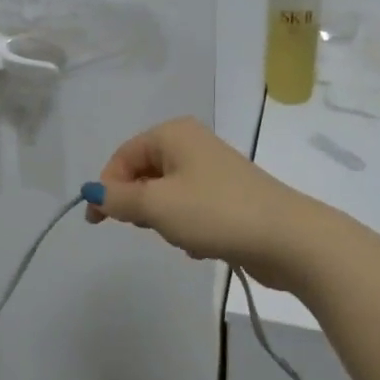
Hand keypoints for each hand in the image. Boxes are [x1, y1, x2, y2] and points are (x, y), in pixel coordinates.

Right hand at [87, 117, 314, 286]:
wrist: (287, 238)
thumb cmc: (215, 213)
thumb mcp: (156, 206)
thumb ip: (118, 198)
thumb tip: (92, 191)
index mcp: (173, 134)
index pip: (123, 156)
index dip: (106, 187)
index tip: (97, 222)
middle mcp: (192, 143)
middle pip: (144, 172)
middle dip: (138, 203)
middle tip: (147, 227)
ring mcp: (213, 169)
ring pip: (166, 193)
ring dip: (163, 219)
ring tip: (181, 237)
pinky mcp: (229, 195)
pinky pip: (190, 207)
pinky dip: (186, 226)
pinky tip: (200, 246)